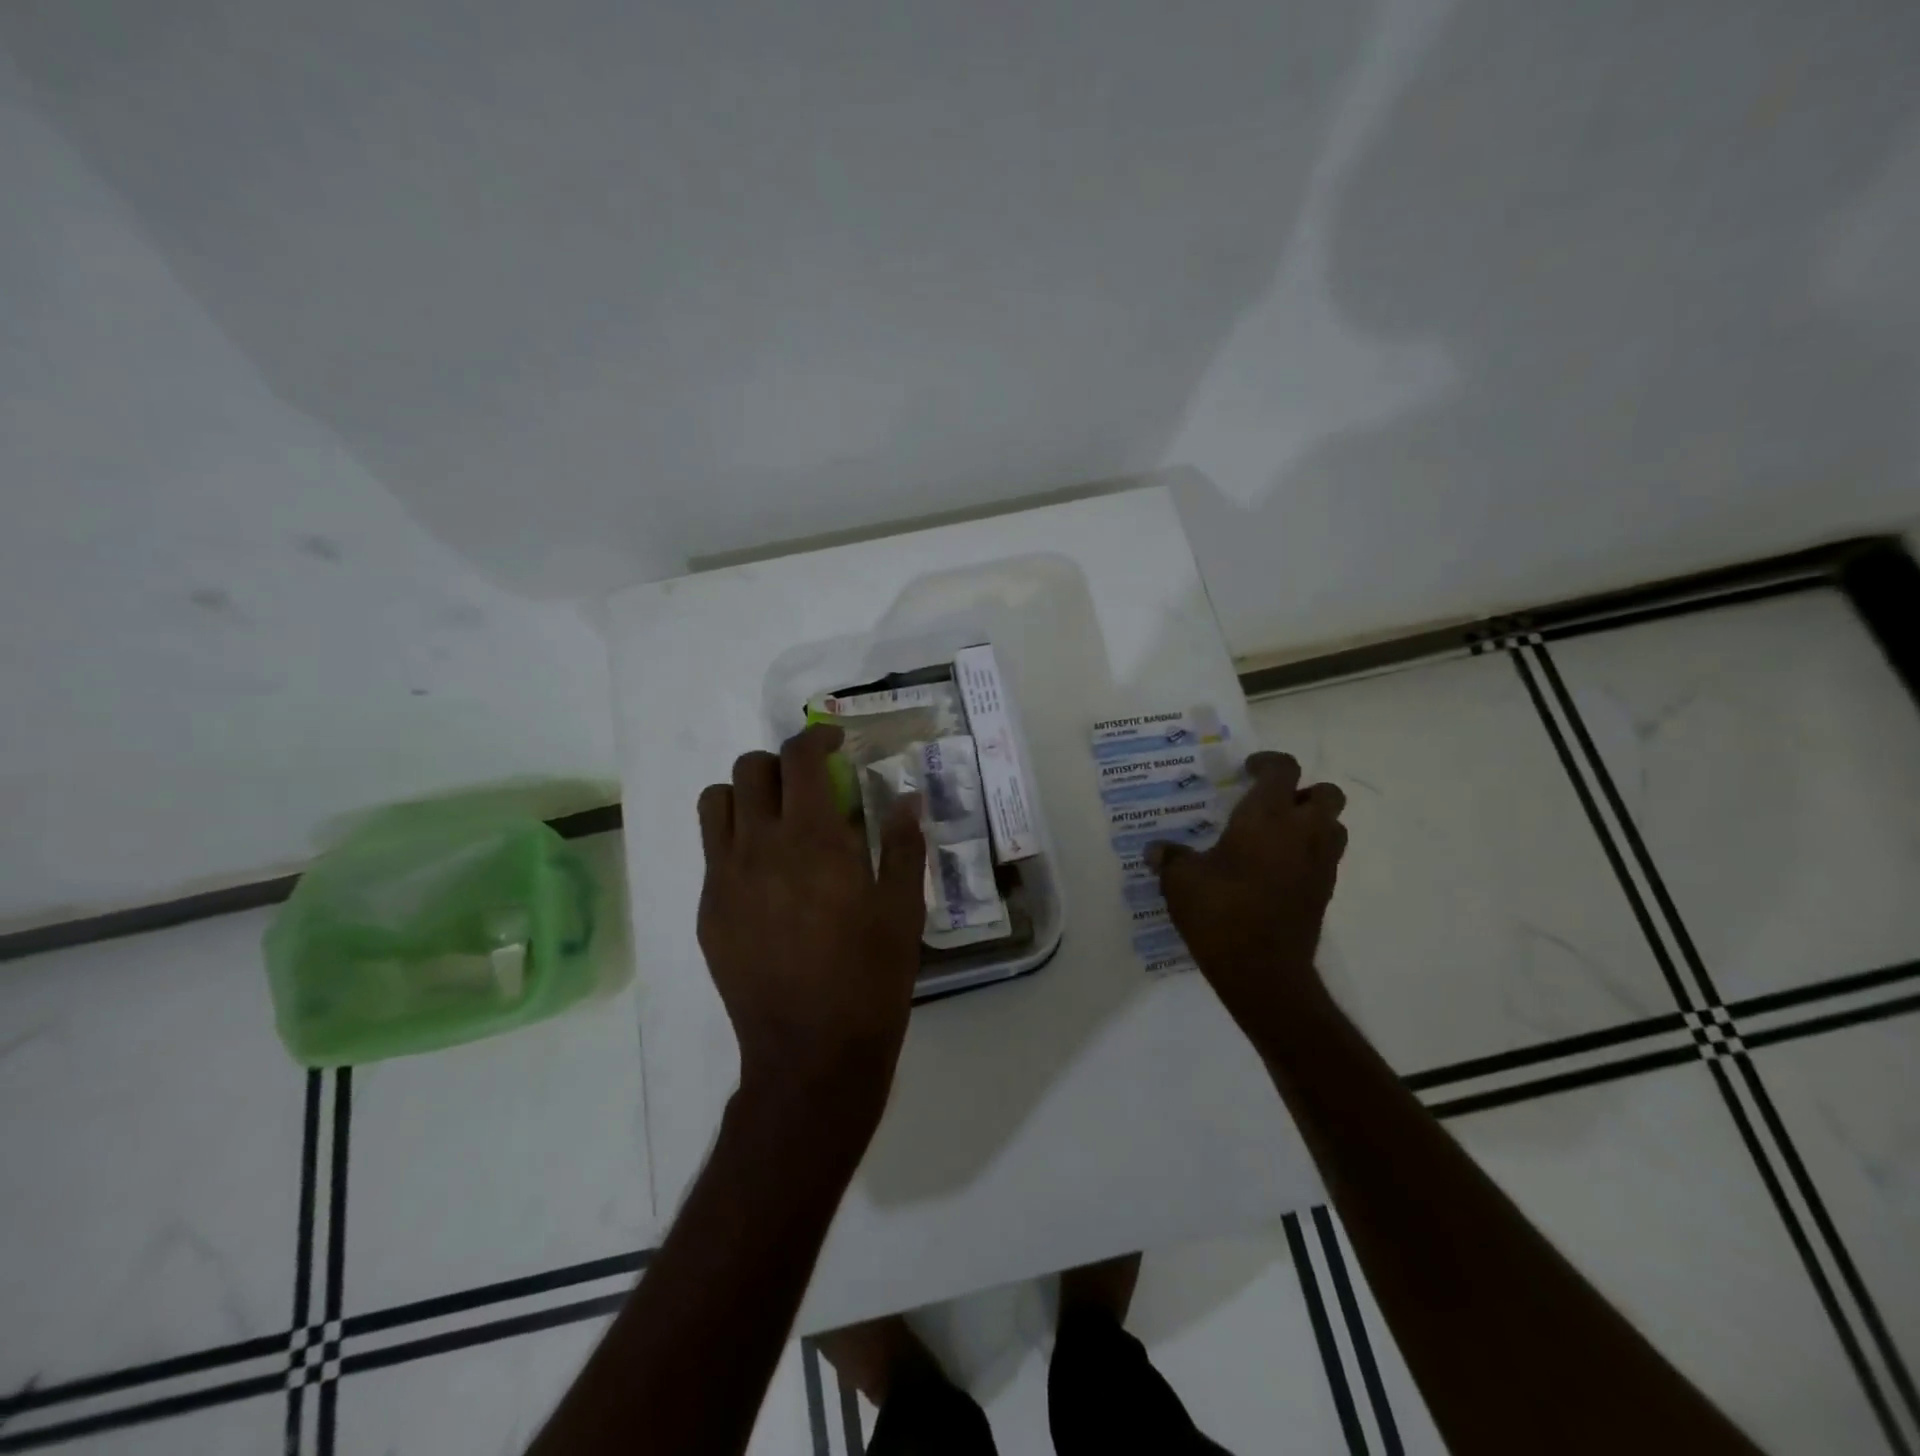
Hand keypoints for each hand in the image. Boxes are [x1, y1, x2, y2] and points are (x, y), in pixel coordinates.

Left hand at [697, 723, 926, 1130]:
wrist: (810, 1053)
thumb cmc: (869, 978)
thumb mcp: (902, 909)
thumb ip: (904, 844)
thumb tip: (907, 798)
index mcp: (813, 839)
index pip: (799, 758)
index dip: (816, 737)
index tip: (836, 743)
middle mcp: (760, 846)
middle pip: (749, 769)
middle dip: (781, 764)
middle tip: (810, 787)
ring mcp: (725, 878)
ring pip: (716, 802)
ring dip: (747, 795)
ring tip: (777, 820)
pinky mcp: (709, 911)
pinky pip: (712, 852)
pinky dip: (735, 841)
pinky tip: (766, 877)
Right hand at [1148, 751, 1347, 1034]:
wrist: (1263, 972)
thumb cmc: (1220, 913)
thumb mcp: (1180, 881)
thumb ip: (1170, 858)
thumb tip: (1156, 850)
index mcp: (1267, 817)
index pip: (1283, 769)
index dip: (1267, 762)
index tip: (1246, 770)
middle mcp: (1303, 832)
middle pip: (1327, 793)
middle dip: (1303, 791)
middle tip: (1270, 803)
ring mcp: (1320, 864)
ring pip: (1334, 826)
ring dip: (1313, 822)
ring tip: (1277, 835)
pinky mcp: (1325, 893)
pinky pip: (1326, 858)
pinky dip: (1308, 854)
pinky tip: (1275, 871)